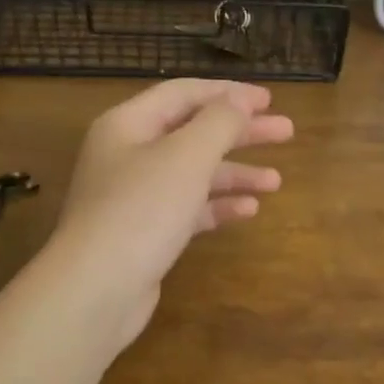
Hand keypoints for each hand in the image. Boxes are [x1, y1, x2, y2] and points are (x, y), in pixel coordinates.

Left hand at [53, 79, 293, 346]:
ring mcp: (134, 196)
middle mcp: (128, 154)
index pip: (184, 94)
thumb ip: (219, 122)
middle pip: (192, 132)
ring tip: (276, 181)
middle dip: (240, 132)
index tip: (270, 100)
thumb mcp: (187, 156)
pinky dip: (217, 205)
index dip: (229, 93)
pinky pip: (187, 208)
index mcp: (129, 124)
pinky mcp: (144, 233)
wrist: (96, 290)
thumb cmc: (142, 209)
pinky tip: (249, 210)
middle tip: (287, 132)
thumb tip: (240, 99)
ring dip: (235, 173)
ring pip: (193, 173)